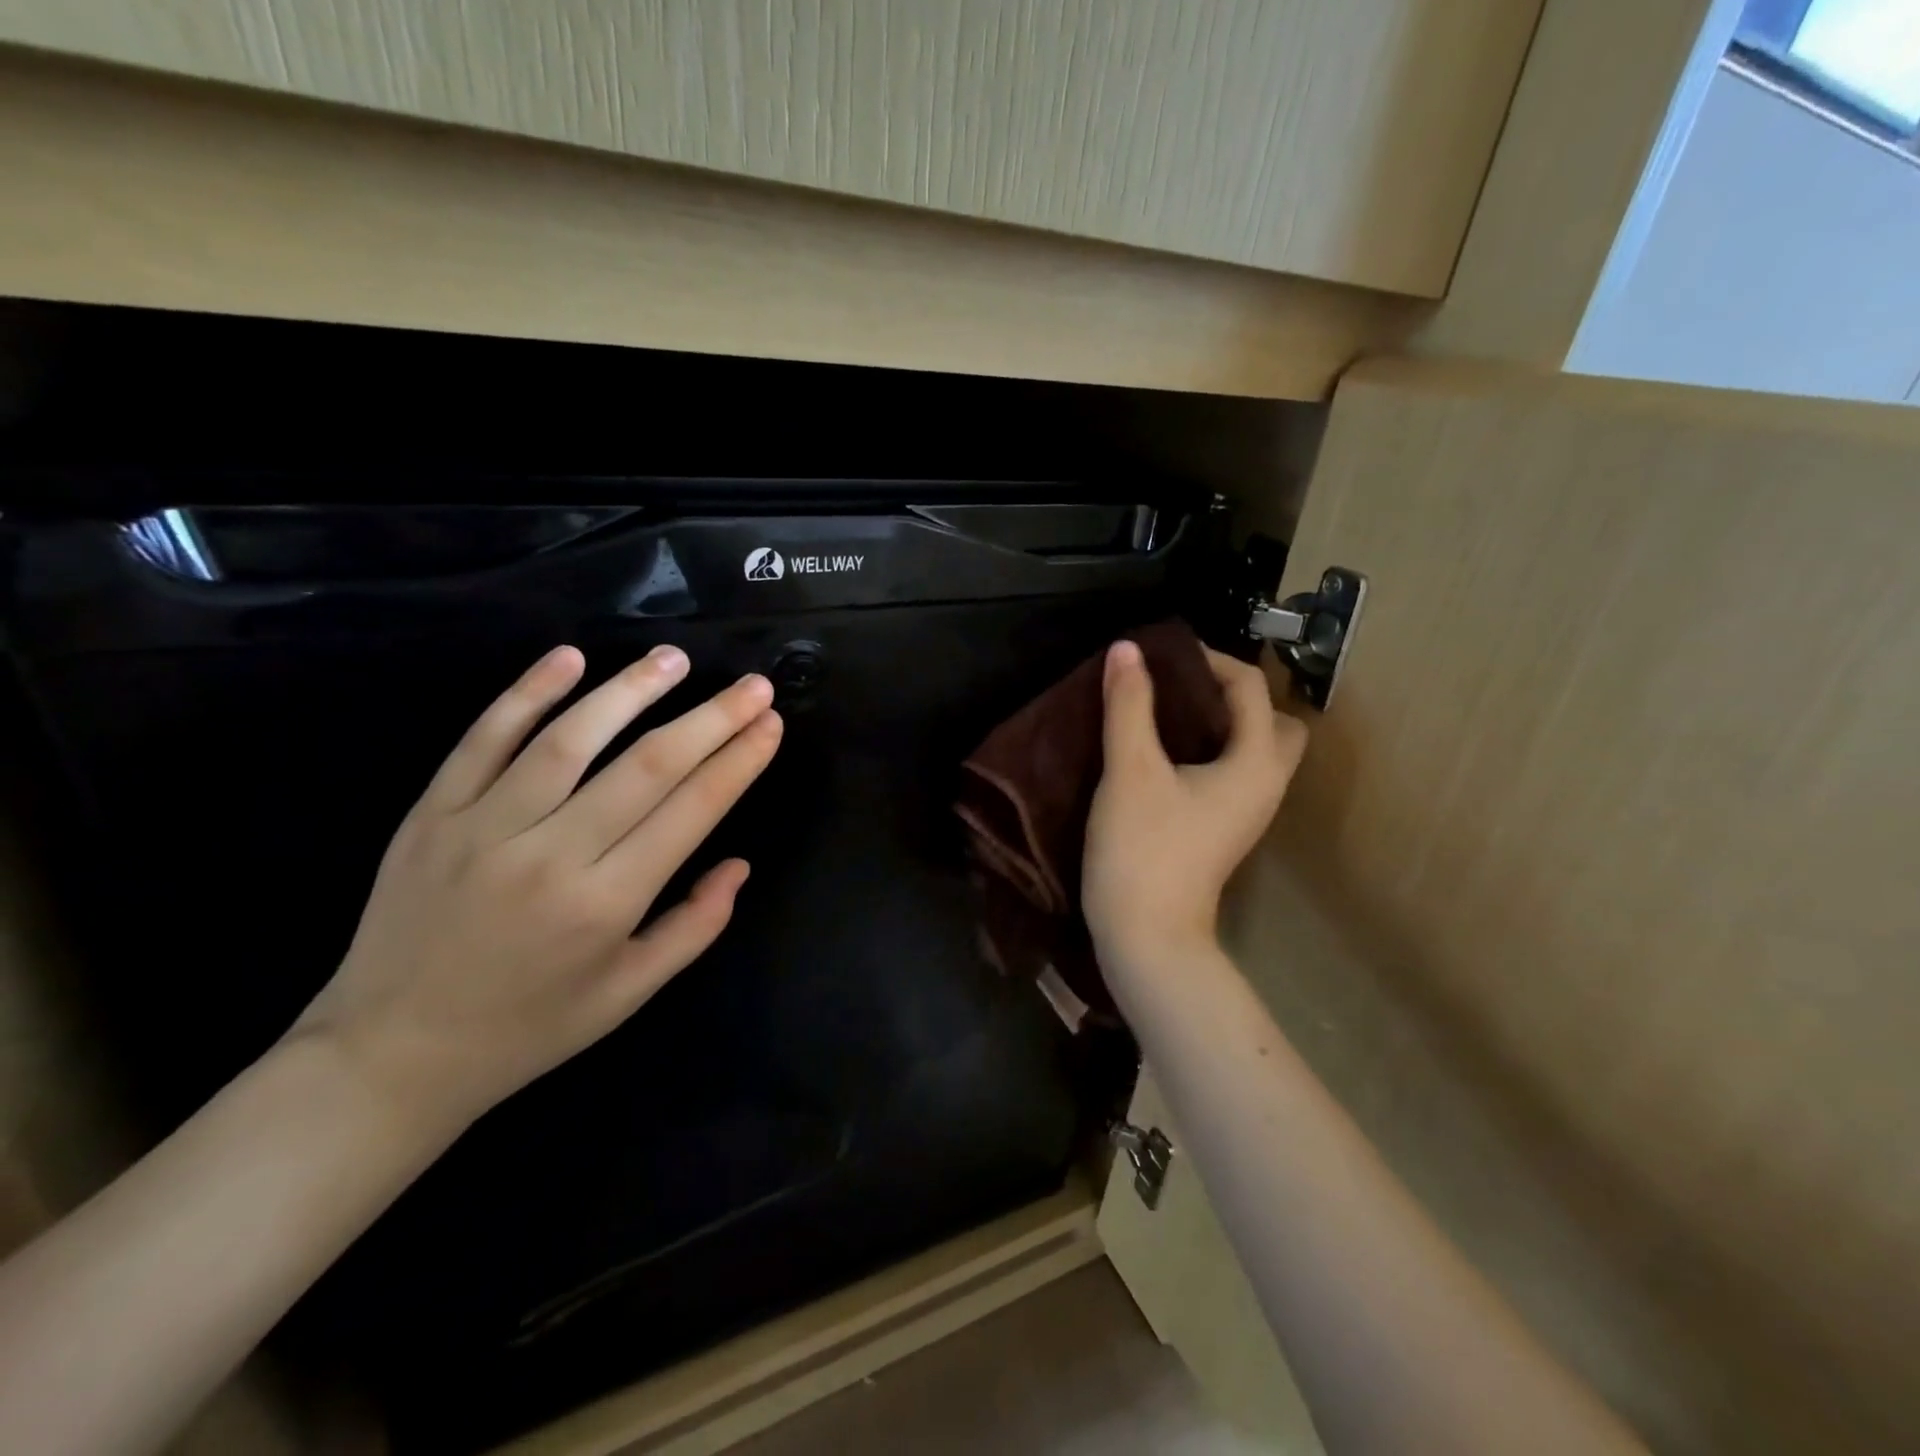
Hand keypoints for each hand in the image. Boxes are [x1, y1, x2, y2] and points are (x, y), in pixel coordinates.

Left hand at [291, 644, 782, 1136]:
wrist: (389, 1056)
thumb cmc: (529, 1029)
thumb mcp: (629, 994)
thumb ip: (695, 927)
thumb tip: (739, 864)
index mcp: (605, 904)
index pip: (691, 811)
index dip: (738, 762)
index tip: (771, 725)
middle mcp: (550, 856)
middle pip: (646, 766)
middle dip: (711, 719)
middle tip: (753, 685)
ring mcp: (483, 828)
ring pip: (569, 740)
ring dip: (630, 691)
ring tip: (675, 659)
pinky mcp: (432, 814)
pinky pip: (482, 740)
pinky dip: (526, 694)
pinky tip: (568, 657)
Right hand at [1083, 640, 1306, 975]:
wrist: (1147, 937)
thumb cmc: (1143, 849)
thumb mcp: (1130, 770)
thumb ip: (1129, 706)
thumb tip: (1126, 650)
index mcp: (1255, 764)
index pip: (1251, 688)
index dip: (1209, 660)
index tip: (1160, 657)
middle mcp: (1265, 785)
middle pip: (1274, 721)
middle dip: (1236, 695)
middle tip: (1182, 688)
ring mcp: (1248, 812)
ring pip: (1255, 750)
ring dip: (1223, 723)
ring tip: (1170, 713)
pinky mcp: (1224, 830)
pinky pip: (1233, 773)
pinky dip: (1212, 751)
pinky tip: (1167, 754)